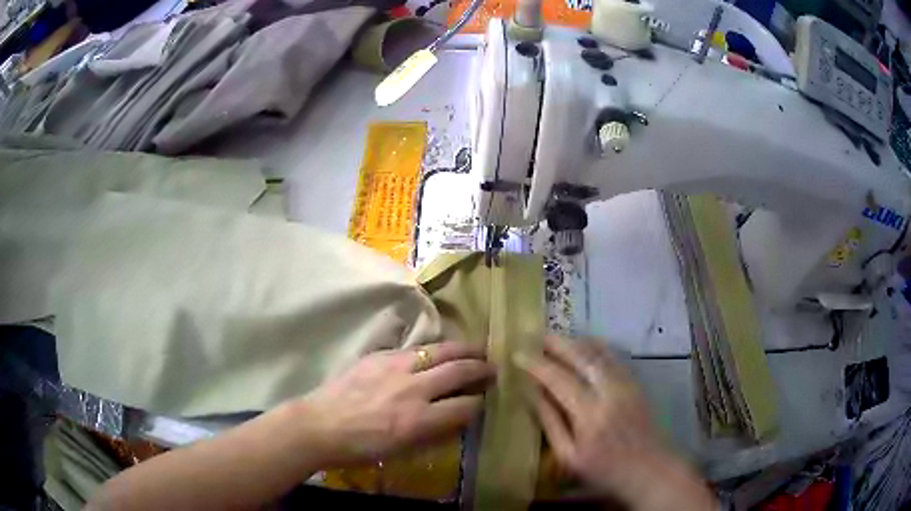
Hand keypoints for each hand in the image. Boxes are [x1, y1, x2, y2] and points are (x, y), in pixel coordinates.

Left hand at [295, 342, 493, 467]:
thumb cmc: (361, 448)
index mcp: (419, 420)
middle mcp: (414, 390)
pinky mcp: (380, 356)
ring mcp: (396, 368)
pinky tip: (438, 348)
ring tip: (477, 349)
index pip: (465, 406)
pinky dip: (433, 348)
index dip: (480, 402)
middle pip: (458, 371)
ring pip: (440, 351)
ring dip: (463, 350)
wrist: (320, 426)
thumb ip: (434, 432)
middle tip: (493, 367)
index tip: (484, 399)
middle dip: (481, 368)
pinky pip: (414, 347)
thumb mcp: (403, 450)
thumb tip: (457, 418)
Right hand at [516, 336, 714, 510]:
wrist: (650, 470)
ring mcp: (626, 384)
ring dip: (575, 341)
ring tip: (555, 337)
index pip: (558, 379)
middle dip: (556, 343)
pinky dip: (597, 346)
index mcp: (589, 415)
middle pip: (581, 357)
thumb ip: (550, 423)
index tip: (517, 354)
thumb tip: (531, 393)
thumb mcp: (569, 457)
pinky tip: (586, 344)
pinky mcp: (636, 384)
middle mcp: (610, 392)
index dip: (536, 364)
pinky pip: (615, 357)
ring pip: (599, 352)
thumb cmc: (605, 471)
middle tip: (535, 335)